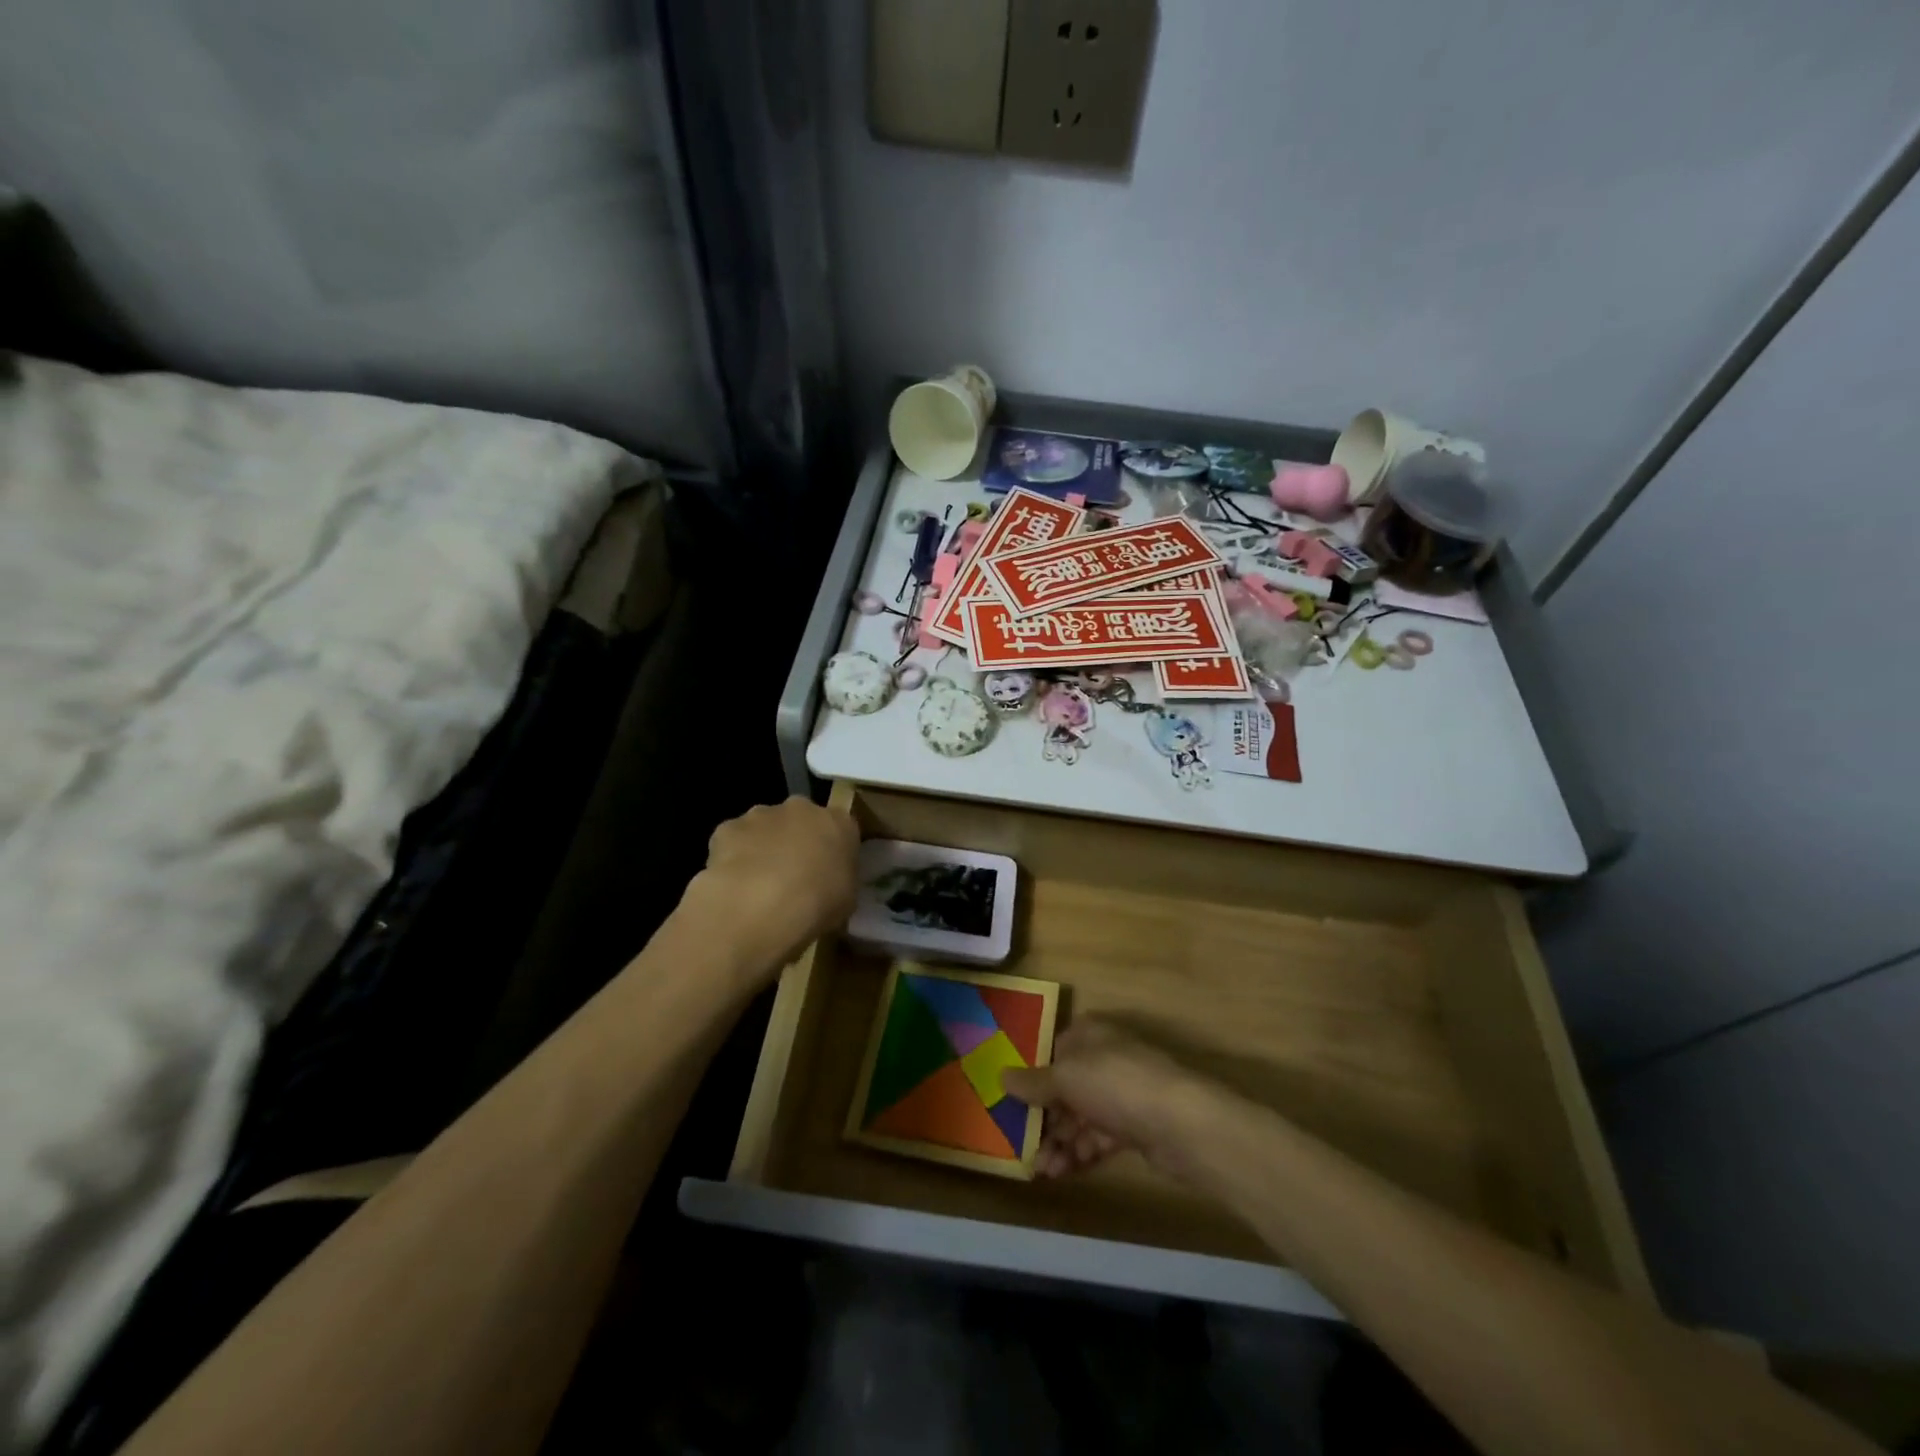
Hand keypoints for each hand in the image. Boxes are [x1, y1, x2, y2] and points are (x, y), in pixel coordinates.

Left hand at [685, 798, 858, 985]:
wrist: (761, 906)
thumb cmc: (817, 905)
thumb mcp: (845, 902)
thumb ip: (839, 882)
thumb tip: (827, 884)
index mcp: (839, 823)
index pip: (840, 829)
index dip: (831, 851)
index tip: (825, 873)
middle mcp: (802, 809)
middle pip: (800, 821)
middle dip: (795, 842)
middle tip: (791, 877)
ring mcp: (762, 814)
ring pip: (763, 827)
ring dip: (763, 848)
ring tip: (757, 886)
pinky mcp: (728, 827)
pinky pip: (733, 841)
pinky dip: (732, 857)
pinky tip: (733, 885)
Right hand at [1001, 1019, 1222, 1180]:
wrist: (1179, 1122)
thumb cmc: (1115, 1084)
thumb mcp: (1065, 1077)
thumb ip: (1033, 1082)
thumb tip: (1001, 1076)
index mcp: (1089, 1034)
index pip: (1054, 1049)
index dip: (1033, 1075)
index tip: (1012, 1102)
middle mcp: (1105, 1058)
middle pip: (1066, 1086)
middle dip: (1044, 1118)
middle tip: (1023, 1146)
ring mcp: (1122, 1093)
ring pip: (1081, 1116)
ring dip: (1059, 1142)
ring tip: (1041, 1170)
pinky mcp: (1135, 1126)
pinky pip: (1098, 1137)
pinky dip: (1080, 1153)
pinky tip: (1062, 1172)